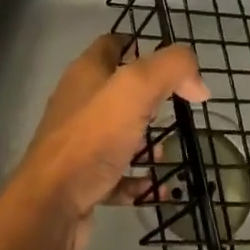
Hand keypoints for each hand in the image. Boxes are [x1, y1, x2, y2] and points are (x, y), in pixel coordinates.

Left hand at [12, 33, 207, 249]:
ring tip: (170, 149)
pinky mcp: (81, 178)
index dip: (140, 45)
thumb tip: (198, 83)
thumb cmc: (93, 137)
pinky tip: (157, 187)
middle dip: (149, 97)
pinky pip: (116, 173)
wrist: (51, 205)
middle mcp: (79, 101)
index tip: (172, 63)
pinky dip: (137, 178)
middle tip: (178, 107)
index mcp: (86, 72)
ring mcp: (78, 141)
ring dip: (145, 140)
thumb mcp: (136, 89)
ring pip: (118, 131)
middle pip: (117, 89)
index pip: (113, 44)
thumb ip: (171, 71)